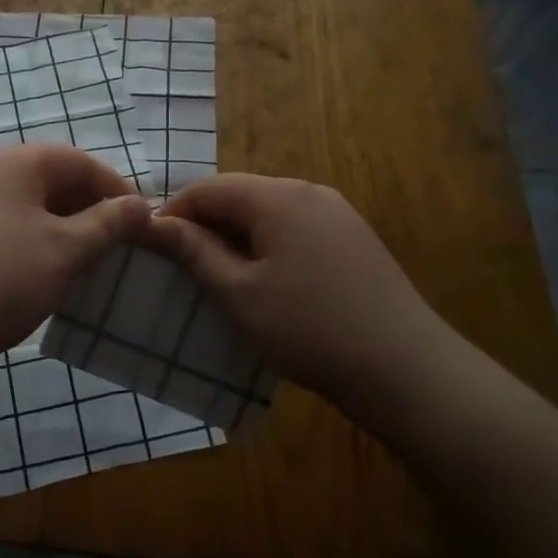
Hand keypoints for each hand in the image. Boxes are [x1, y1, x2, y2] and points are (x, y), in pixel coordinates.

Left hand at [0, 144, 150, 370]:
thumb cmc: (4, 279)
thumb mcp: (67, 250)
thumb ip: (109, 223)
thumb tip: (141, 204)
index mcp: (16, 162)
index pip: (80, 161)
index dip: (116, 189)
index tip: (142, 222)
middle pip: (53, 178)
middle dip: (90, 208)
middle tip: (116, 243)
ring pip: (30, 203)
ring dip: (63, 225)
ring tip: (86, 259)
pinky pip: (7, 222)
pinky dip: (35, 238)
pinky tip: (44, 269)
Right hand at [144, 174, 460, 414]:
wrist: (406, 370)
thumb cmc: (310, 329)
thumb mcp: (240, 293)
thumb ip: (195, 252)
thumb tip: (155, 222)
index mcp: (279, 197)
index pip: (209, 188)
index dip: (174, 212)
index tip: (151, 246)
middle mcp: (309, 192)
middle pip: (240, 195)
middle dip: (205, 225)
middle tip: (181, 266)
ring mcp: (337, 214)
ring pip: (268, 213)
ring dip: (236, 237)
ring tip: (218, 277)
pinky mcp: (353, 238)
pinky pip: (295, 229)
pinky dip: (267, 246)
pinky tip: (265, 282)